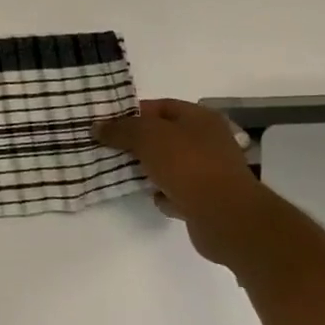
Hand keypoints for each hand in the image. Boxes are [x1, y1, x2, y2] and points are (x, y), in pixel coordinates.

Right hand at [94, 100, 268, 266]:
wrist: (226, 217)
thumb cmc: (187, 165)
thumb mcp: (146, 137)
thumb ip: (120, 129)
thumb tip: (98, 127)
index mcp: (200, 118)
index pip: (161, 106)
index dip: (133, 112)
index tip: (109, 123)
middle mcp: (209, 141)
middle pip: (165, 136)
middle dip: (139, 142)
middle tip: (111, 147)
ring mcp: (211, 171)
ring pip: (171, 164)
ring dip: (150, 169)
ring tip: (124, 172)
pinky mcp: (209, 200)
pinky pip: (179, 191)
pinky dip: (165, 194)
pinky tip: (153, 197)